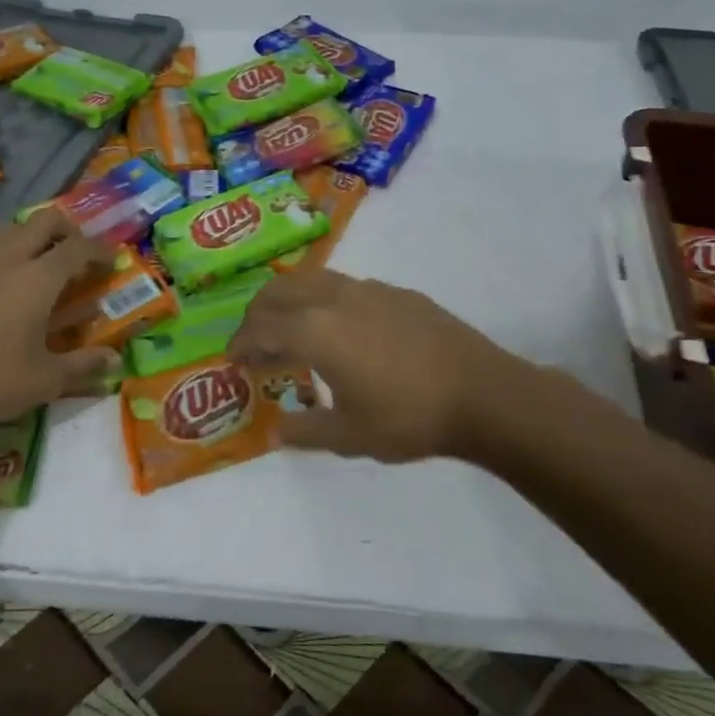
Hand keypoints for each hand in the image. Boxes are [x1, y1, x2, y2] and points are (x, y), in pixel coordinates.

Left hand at [0, 209, 120, 430]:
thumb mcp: (45, 380)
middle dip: (69, 230)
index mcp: (38, 279)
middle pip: (44, 221)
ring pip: (14, 230)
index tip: (114, 259)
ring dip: (37, 237)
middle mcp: (10, 262)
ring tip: (48, 266)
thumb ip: (82, 366)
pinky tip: (15, 291)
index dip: (100, 249)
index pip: (77, 248)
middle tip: (80, 255)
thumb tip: (114, 360)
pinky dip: (14, 255)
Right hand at [226, 270, 527, 461]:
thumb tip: (275, 432)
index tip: (233, 360)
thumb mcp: (349, 436)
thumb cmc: (408, 417)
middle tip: (254, 342)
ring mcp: (369, 289)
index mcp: (316, 330)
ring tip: (290, 329)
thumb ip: (305, 431)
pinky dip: (324, 301)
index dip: (242, 343)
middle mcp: (335, 298)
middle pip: (280, 291)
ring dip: (289, 300)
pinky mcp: (396, 292)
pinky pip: (345, 286)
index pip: (262, 328)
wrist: (481, 393)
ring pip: (312, 279)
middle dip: (258, 314)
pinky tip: (340, 330)